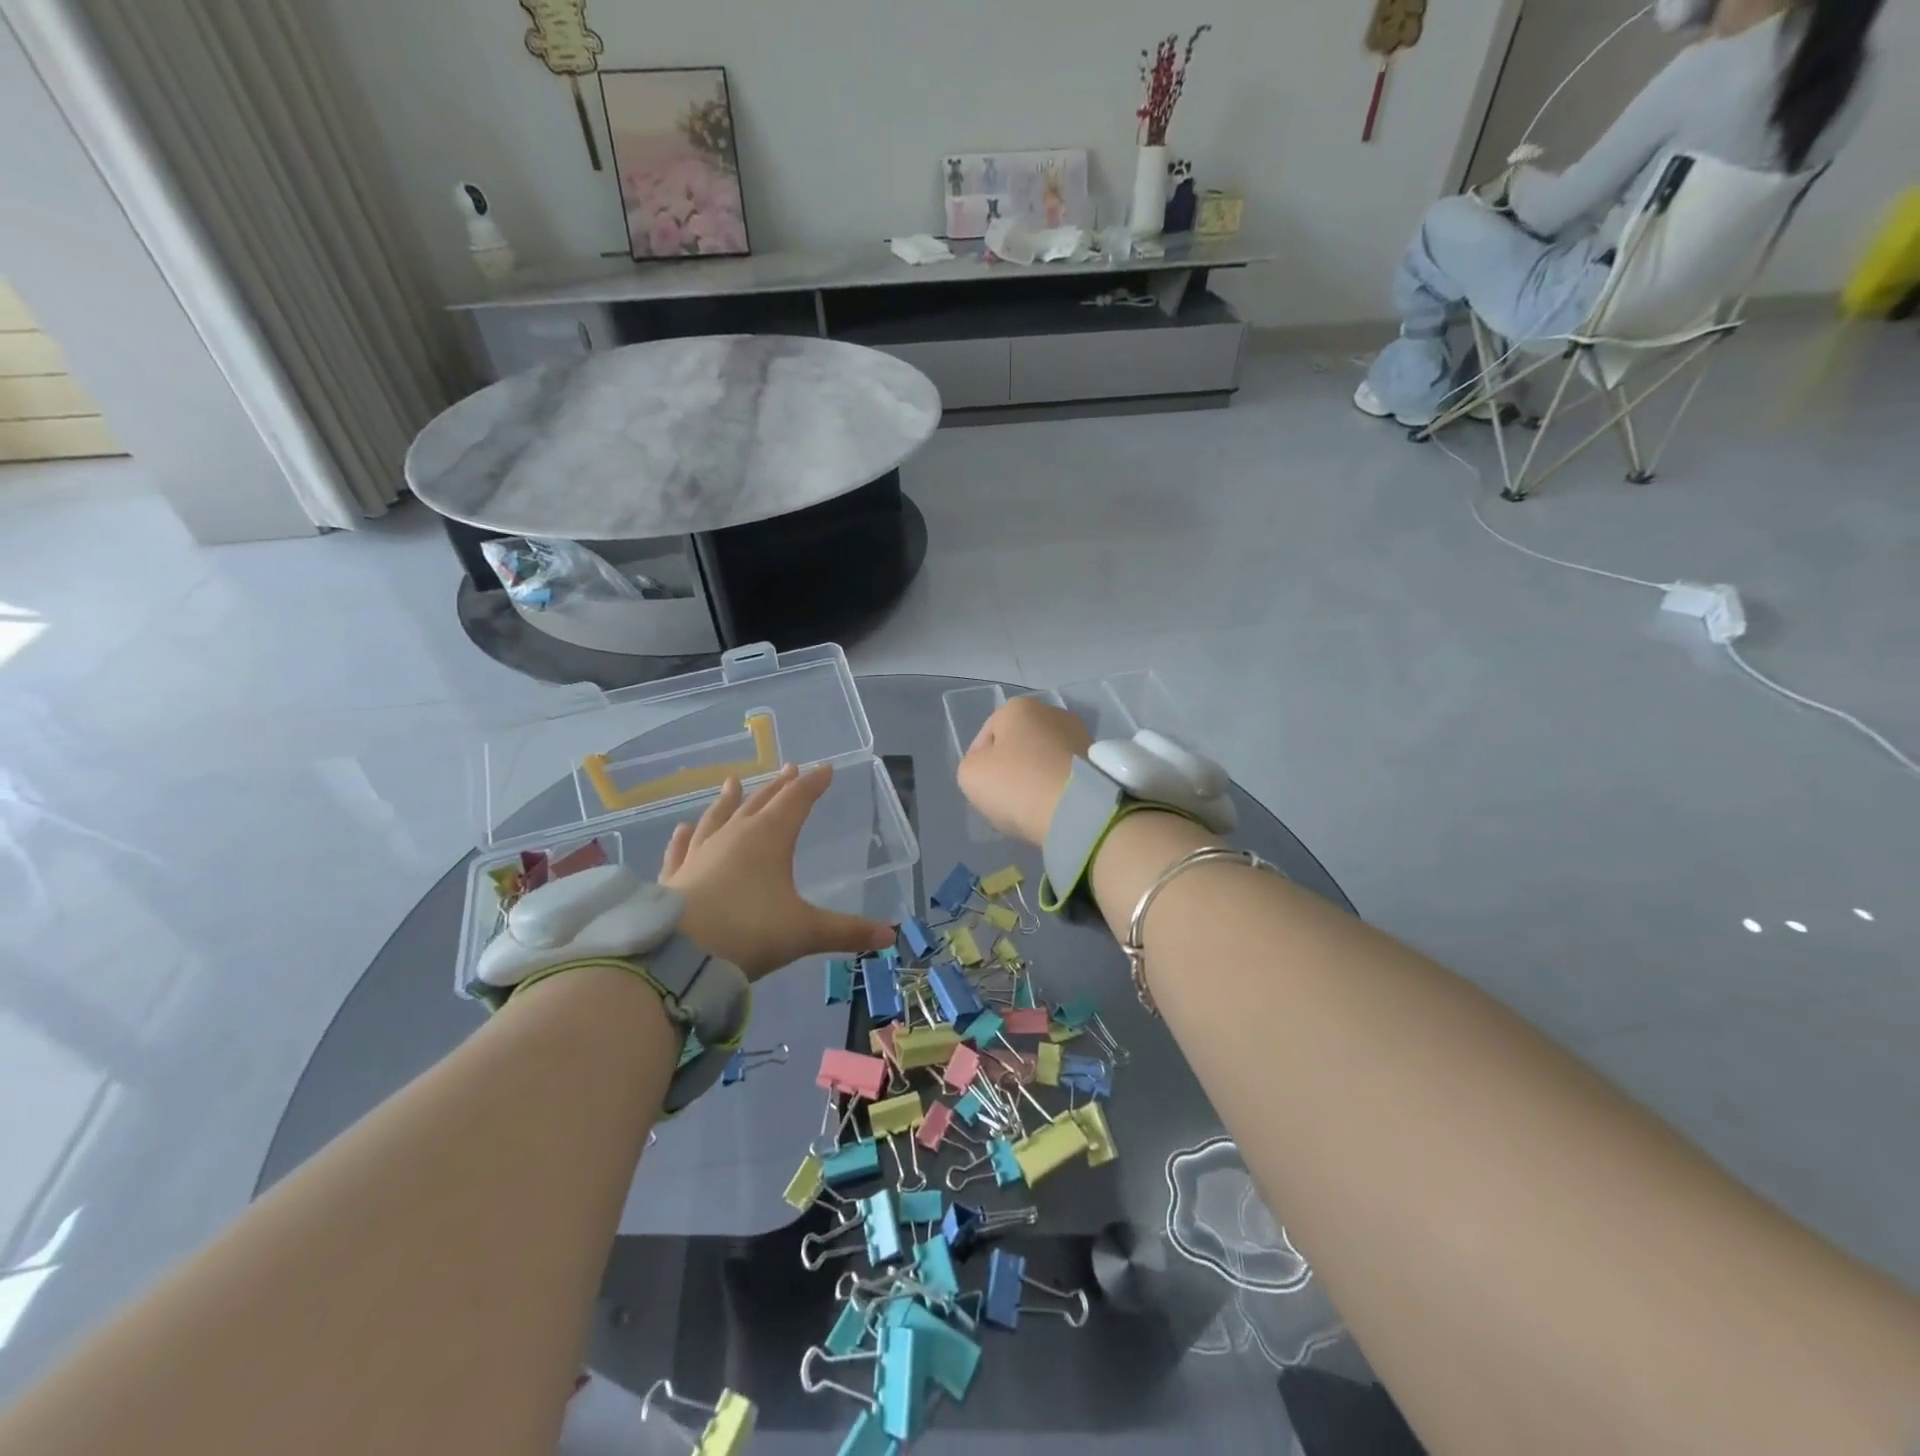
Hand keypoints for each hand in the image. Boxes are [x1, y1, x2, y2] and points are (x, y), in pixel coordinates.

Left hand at [660, 763, 894, 979]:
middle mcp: (734, 836)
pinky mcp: (675, 875)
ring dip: (729, 799)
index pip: (797, 800)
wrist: (678, 956)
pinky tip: (683, 827)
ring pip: (718, 817)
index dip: (813, 784)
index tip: (825, 769)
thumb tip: (890, 935)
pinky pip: (682, 848)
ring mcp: (701, 853)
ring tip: (732, 782)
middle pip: (760, 802)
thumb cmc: (749, 932)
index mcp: (769, 838)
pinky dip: (685, 836)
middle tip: (789, 769)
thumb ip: (848, 932)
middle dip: (778, 786)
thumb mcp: (805, 932)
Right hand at [956, 696, 1092, 846]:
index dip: (978, 763)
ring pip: (1044, 759)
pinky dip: (1057, 786)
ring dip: (1035, 777)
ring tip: (1030, 806)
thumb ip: (972, 765)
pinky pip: (1066, 773)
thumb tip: (991, 769)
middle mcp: (1052, 712)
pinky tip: (1052, 807)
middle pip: (1018, 745)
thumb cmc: (1017, 784)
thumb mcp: (970, 775)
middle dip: (1010, 768)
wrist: (1078, 809)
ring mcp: (1080, 734)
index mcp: (1018, 707)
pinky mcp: (1099, 760)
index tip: (981, 789)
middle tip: (1004, 798)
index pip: (986, 736)